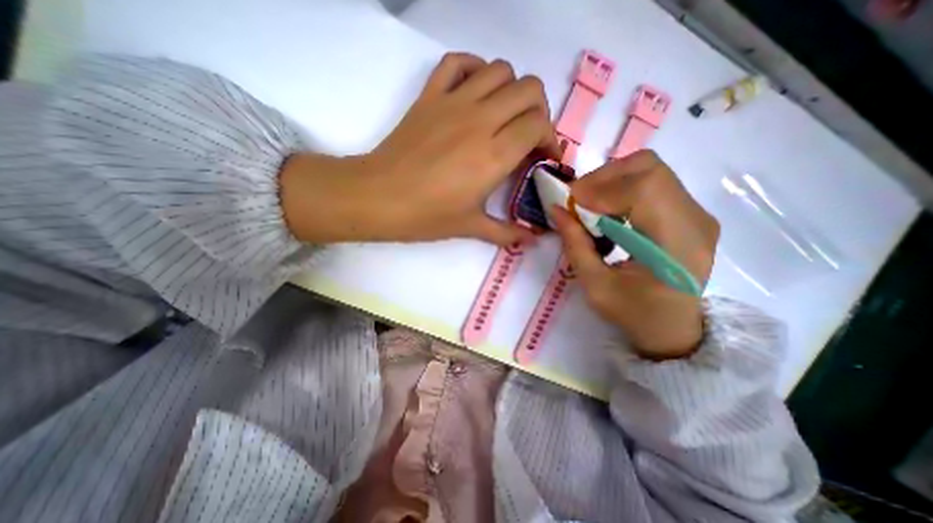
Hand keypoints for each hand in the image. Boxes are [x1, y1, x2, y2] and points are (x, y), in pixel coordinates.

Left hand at [281, 54, 556, 246]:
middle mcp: (480, 121)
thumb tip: (533, 241)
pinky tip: (475, 93)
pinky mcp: (430, 96)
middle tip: (529, 136)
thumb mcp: (471, 227)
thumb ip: (507, 233)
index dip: (550, 140)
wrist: (378, 197)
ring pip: (500, 70)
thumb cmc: (426, 216)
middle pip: (529, 89)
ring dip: (512, 90)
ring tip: (505, 116)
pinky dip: (474, 69)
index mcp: (494, 155)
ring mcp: (453, 102)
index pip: (538, 125)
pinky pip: (458, 62)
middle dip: (539, 111)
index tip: (544, 157)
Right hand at [549, 149, 715, 356]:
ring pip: (651, 170)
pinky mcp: (690, 212)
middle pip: (650, 168)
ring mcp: (698, 214)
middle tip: (578, 198)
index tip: (572, 202)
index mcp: (676, 247)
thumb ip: (575, 244)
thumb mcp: (595, 285)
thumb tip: (556, 209)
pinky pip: (654, 182)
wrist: (673, 328)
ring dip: (612, 181)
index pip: (644, 191)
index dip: (602, 189)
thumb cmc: (633, 313)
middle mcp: (696, 222)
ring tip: (591, 205)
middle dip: (605, 177)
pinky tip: (610, 210)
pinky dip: (623, 188)